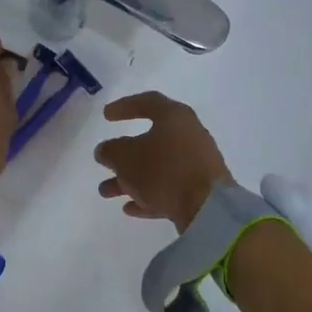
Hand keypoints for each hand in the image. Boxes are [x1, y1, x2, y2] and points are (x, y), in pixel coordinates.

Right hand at [94, 92, 233, 231]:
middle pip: (151, 141)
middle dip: (123, 156)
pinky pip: (169, 188)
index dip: (124, 106)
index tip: (106, 116)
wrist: (207, 208)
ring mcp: (197, 164)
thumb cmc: (163, 171)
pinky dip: (148, 195)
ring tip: (106, 192)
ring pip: (157, 168)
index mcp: (174, 117)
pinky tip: (130, 208)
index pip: (147, 102)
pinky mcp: (201, 190)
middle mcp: (189, 136)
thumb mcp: (126, 157)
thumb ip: (110, 151)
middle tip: (104, 163)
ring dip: (130, 179)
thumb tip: (106, 150)